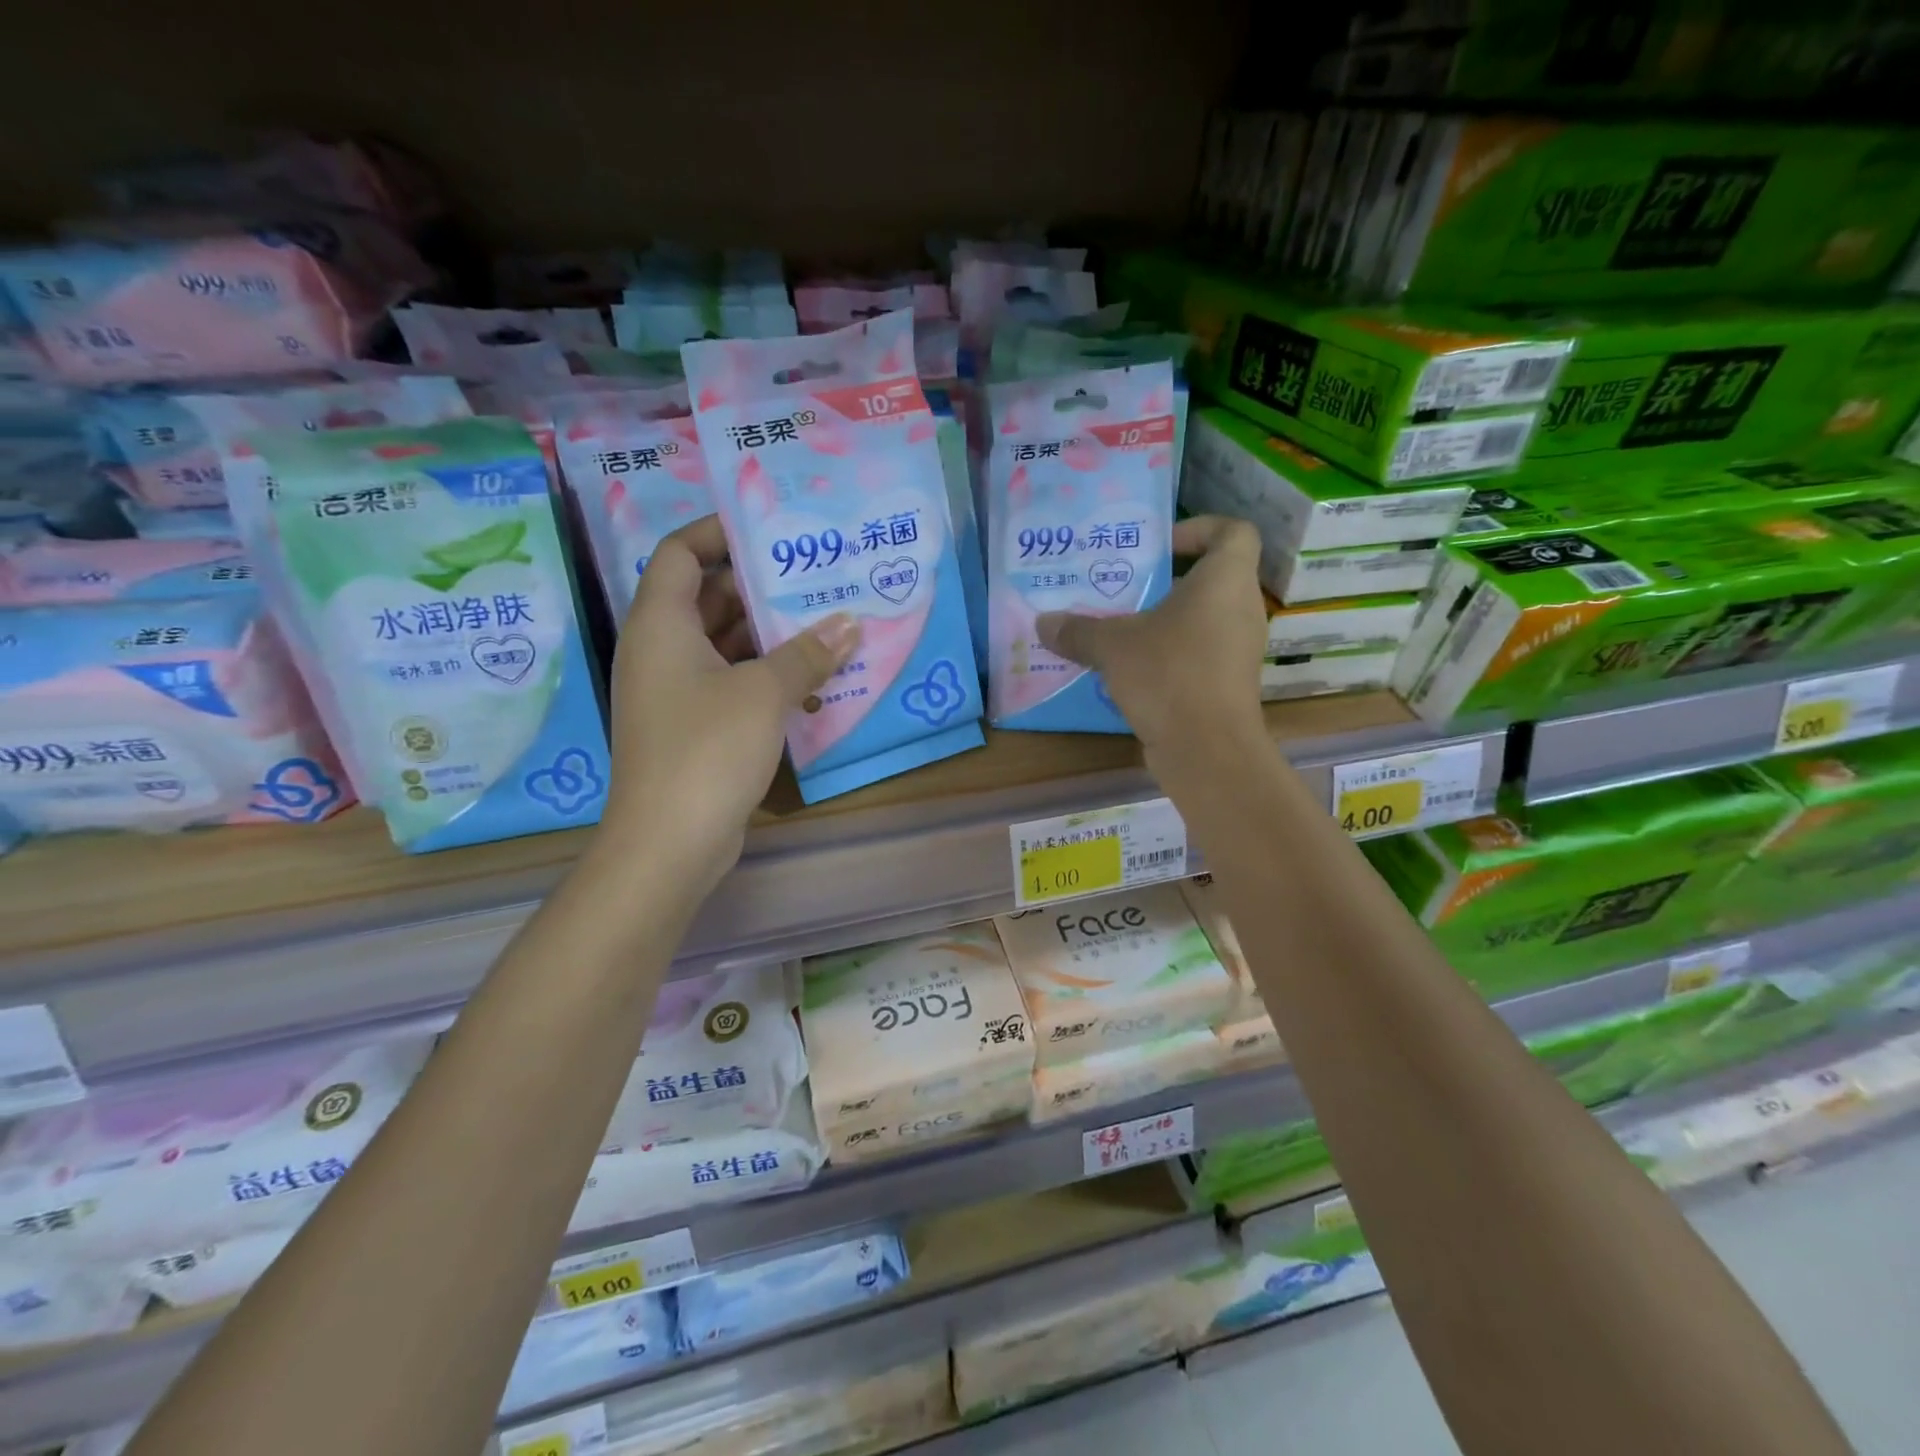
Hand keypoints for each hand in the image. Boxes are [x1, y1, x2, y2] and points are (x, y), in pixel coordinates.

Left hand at [599, 515, 857, 885]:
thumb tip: (848, 624)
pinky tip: (812, 681)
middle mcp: (660, 650)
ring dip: (770, 634)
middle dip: (759, 585)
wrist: (667, 844)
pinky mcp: (692, 726)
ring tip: (826, 621)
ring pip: (724, 644)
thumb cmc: (707, 750)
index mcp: (660, 624)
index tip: (769, 527)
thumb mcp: (764, 694)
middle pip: (707, 597)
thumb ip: (807, 654)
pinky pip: (730, 682)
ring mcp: (675, 692)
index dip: (718, 532)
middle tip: (815, 575)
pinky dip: (765, 675)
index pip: (680, 553)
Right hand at [1037, 515, 1266, 758]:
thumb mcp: (1113, 646)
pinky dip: (1171, 653)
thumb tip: (1043, 623)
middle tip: (1125, 587)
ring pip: (1204, 618)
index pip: (1234, 531)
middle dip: (1168, 579)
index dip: (1200, 528)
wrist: (1207, 749)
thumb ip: (1078, 630)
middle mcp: (1242, 608)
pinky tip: (1132, 669)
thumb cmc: (1168, 674)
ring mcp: (1239, 649)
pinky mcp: (1228, 683)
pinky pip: (1200, 653)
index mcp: (1225, 580)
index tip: (1160, 545)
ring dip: (1166, 620)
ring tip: (1121, 628)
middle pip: (1212, 577)